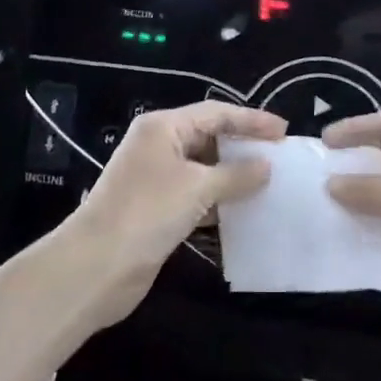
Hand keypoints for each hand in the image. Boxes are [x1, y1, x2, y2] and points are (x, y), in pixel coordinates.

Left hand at [67, 103, 285, 324]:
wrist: (96, 267)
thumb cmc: (147, 212)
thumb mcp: (197, 188)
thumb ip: (236, 174)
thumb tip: (267, 166)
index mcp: (163, 127)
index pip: (215, 113)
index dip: (251, 120)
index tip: (284, 131)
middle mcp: (159, 146)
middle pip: (209, 137)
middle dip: (243, 146)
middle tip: (279, 156)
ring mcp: (156, 178)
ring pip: (204, 168)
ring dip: (233, 176)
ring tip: (270, 183)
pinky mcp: (157, 209)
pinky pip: (196, 195)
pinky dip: (219, 200)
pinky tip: (244, 211)